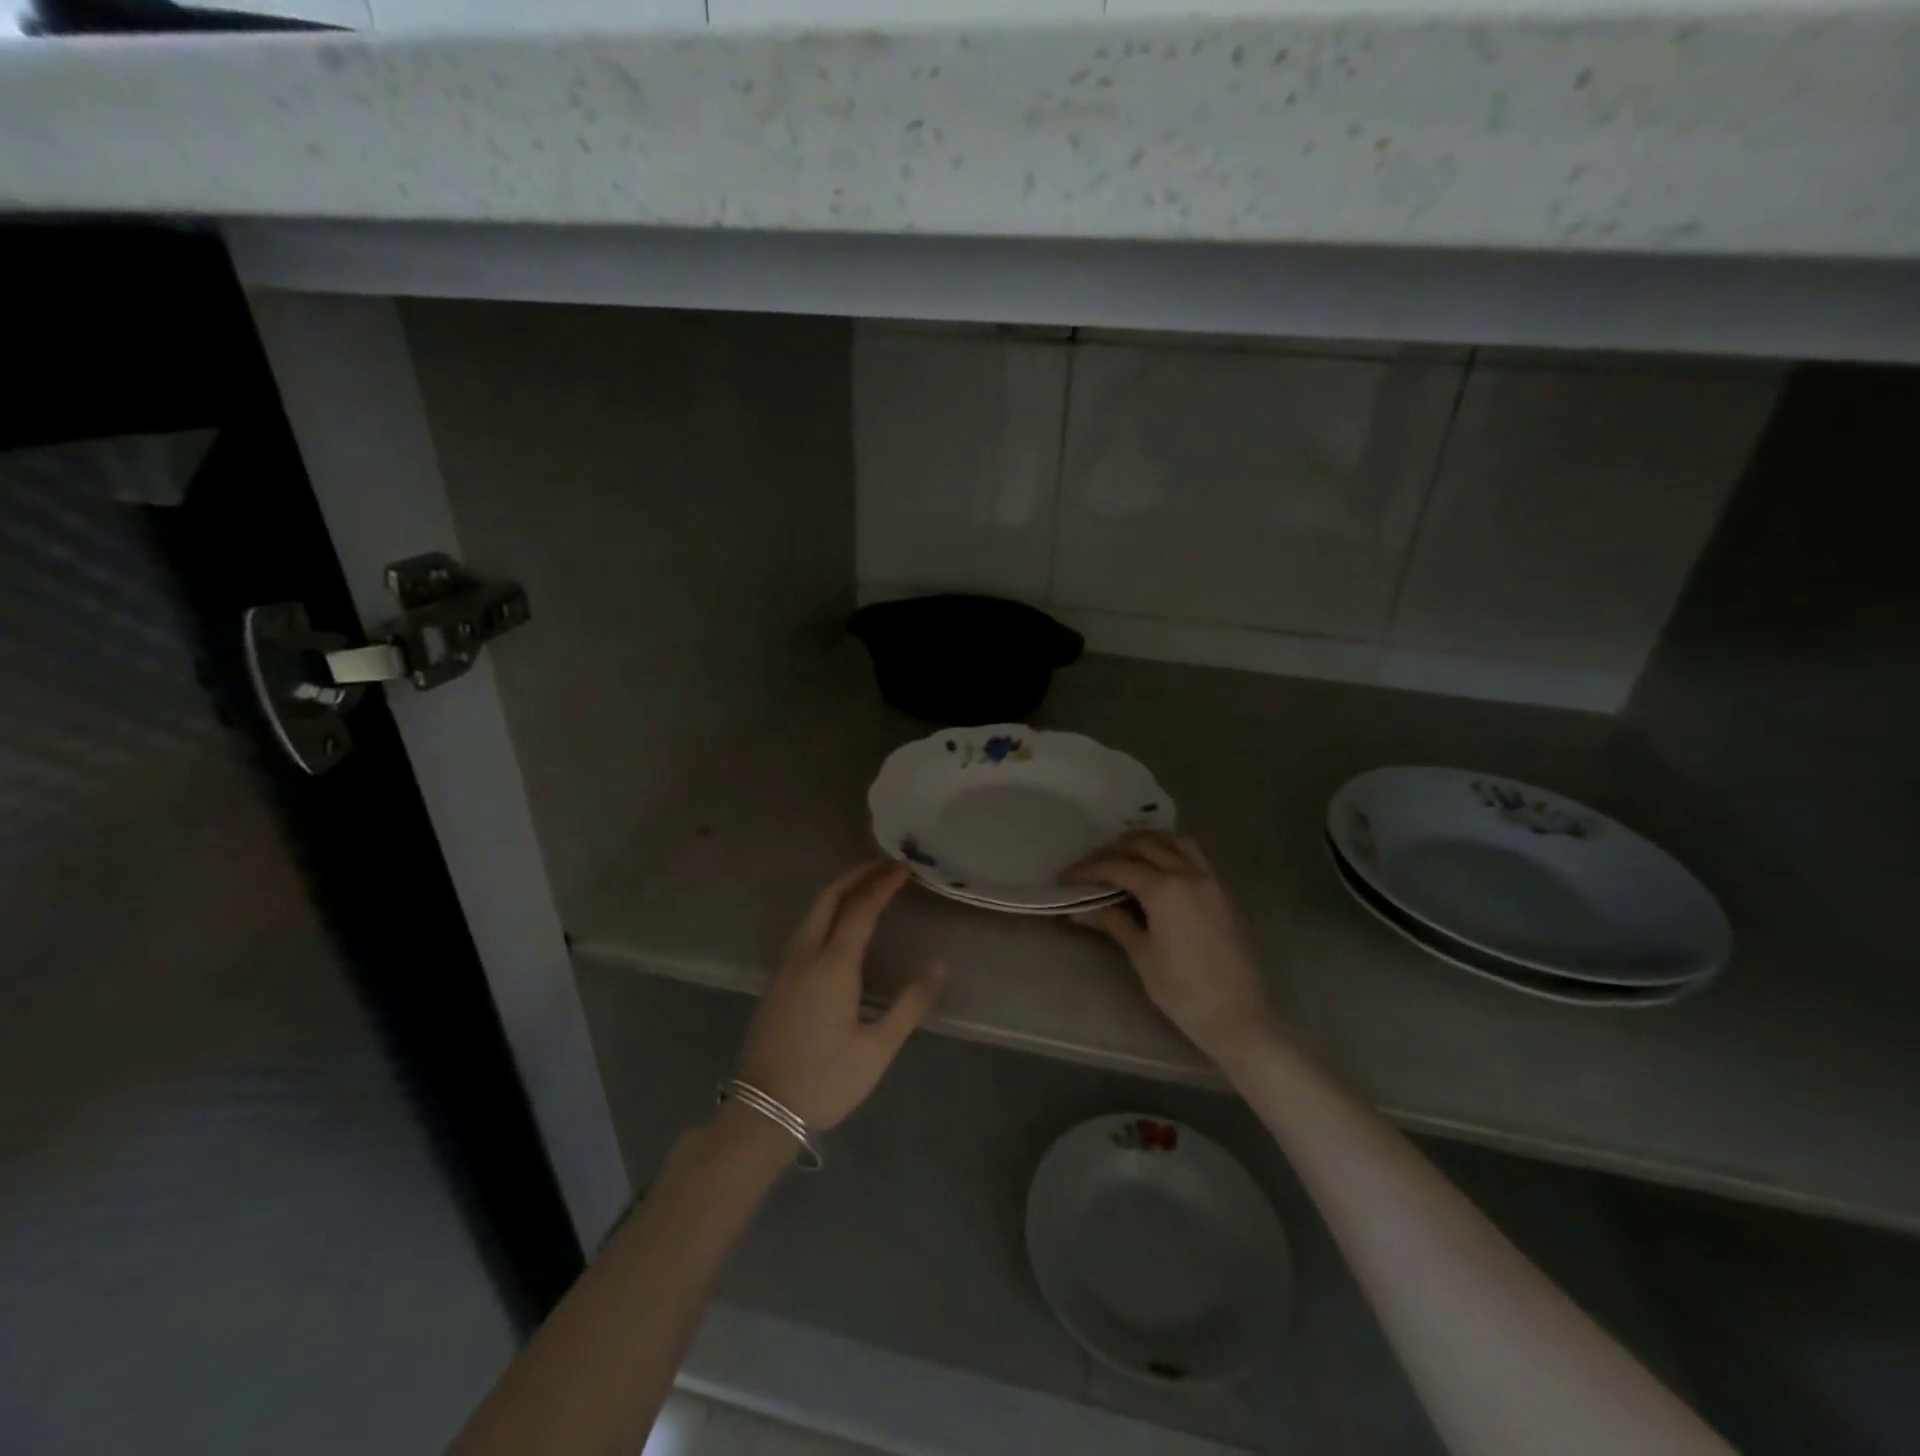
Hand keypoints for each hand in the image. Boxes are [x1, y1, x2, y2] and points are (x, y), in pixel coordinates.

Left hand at [734, 861, 942, 1132]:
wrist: (763, 1110)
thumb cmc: (826, 1080)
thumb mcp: (877, 1049)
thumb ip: (910, 1005)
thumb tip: (938, 967)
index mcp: (833, 967)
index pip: (860, 909)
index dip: (883, 884)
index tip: (903, 868)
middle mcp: (806, 956)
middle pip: (828, 898)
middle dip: (857, 876)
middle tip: (886, 866)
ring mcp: (786, 966)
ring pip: (812, 912)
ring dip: (839, 891)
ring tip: (868, 886)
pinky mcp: (777, 980)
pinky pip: (804, 929)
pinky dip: (826, 911)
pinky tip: (840, 923)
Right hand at [1066, 832, 1272, 1062]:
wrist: (1237, 1015)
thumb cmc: (1182, 990)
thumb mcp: (1141, 954)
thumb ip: (1112, 921)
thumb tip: (1078, 909)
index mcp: (1165, 889)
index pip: (1118, 866)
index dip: (1087, 870)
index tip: (1065, 878)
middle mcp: (1188, 874)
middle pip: (1144, 845)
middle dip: (1111, 851)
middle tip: (1089, 868)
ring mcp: (1209, 880)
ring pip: (1173, 841)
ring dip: (1144, 842)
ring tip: (1121, 857)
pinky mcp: (1221, 892)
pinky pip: (1192, 855)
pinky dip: (1169, 851)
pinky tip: (1154, 868)